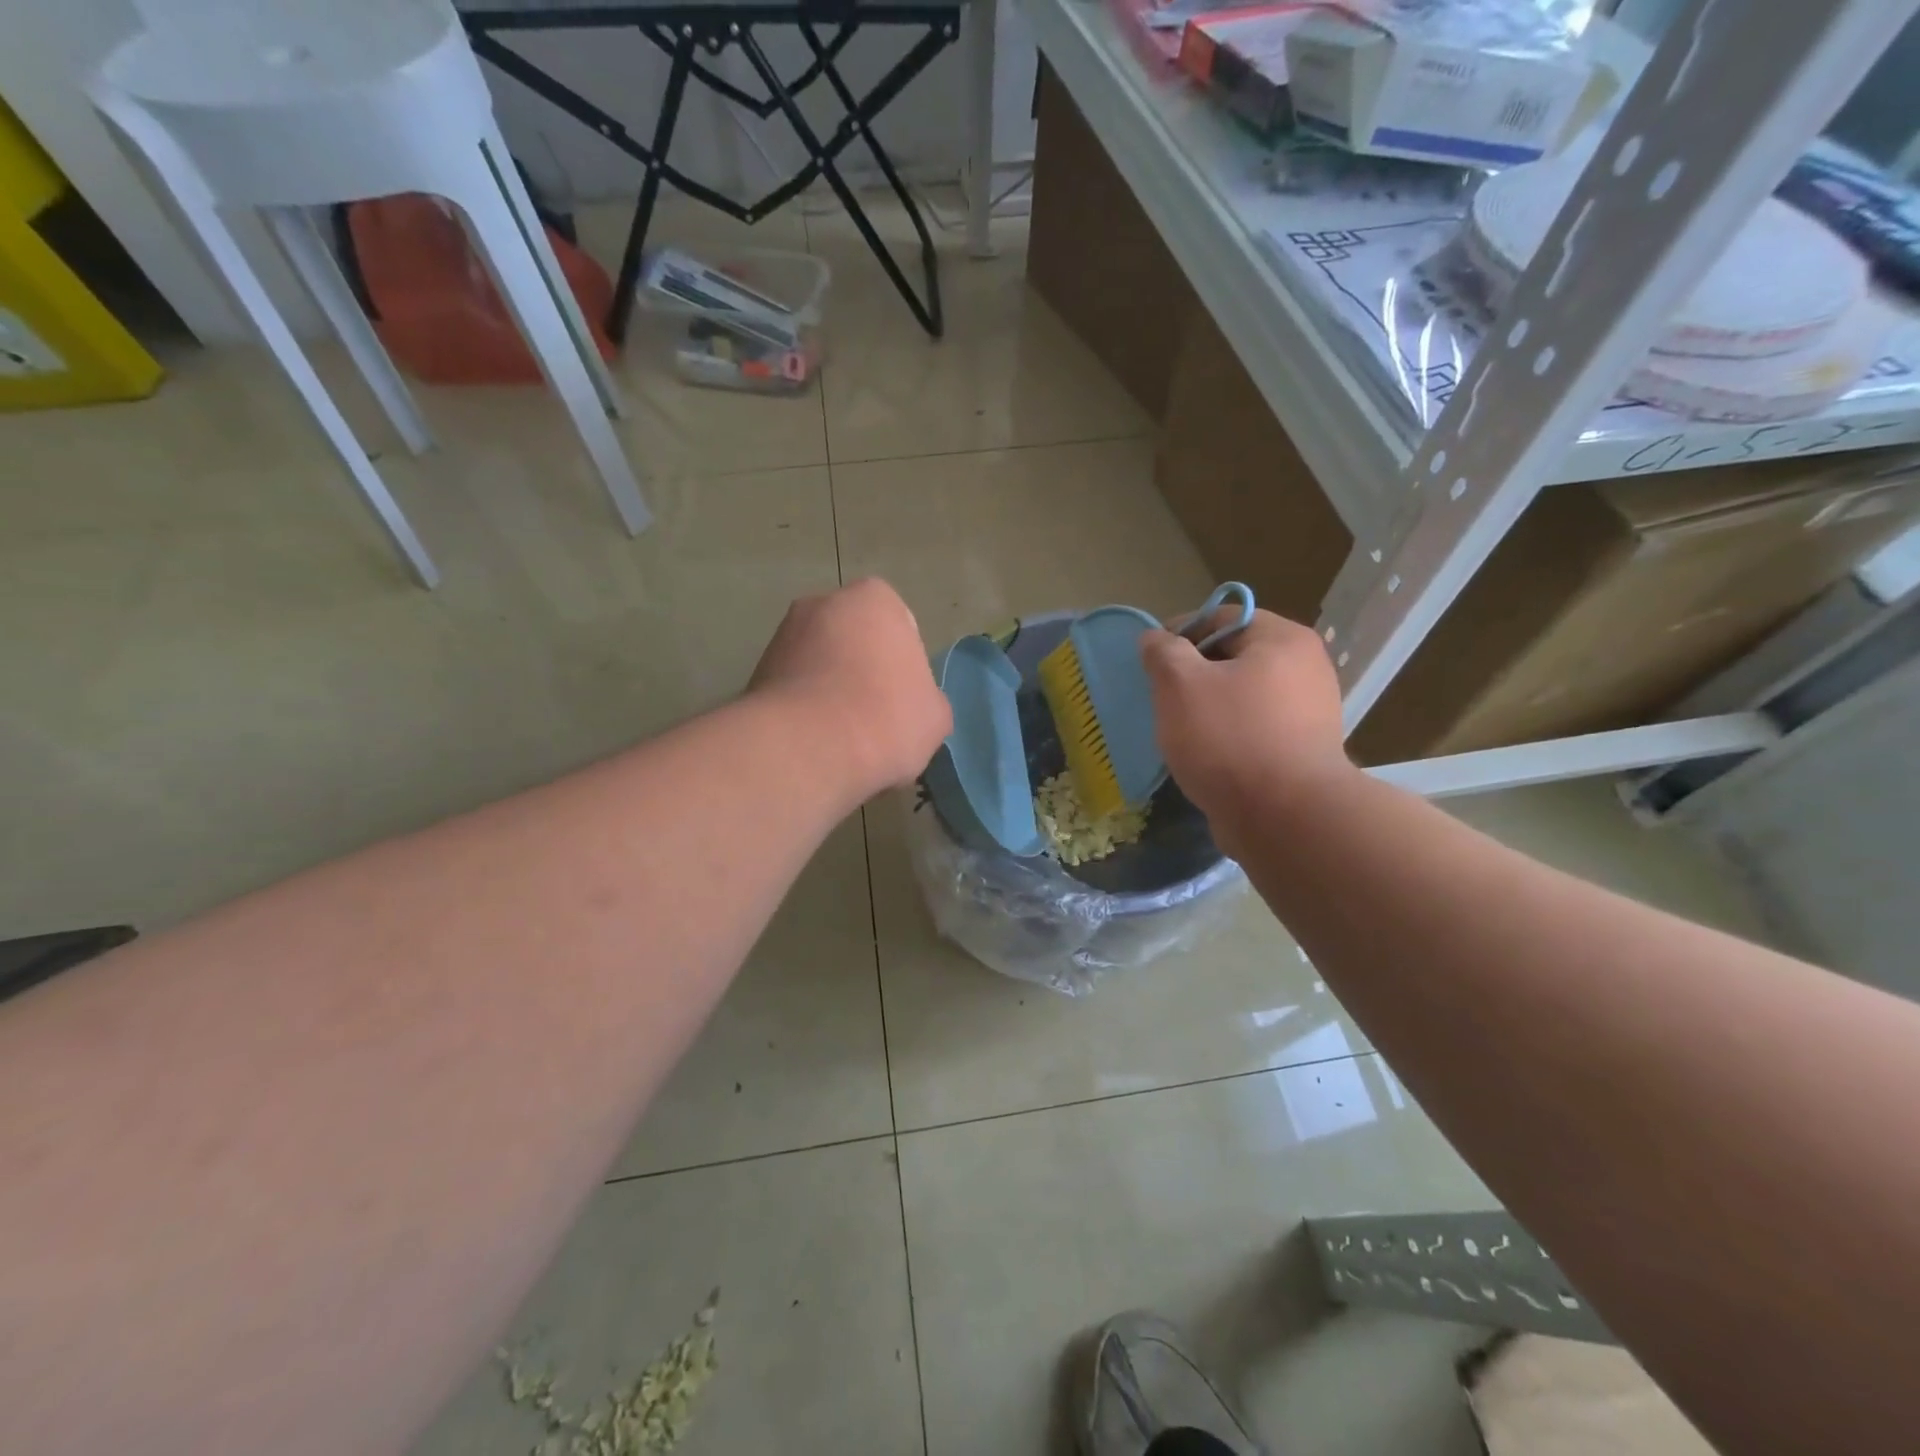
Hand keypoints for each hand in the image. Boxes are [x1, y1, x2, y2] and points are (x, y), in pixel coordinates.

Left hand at [749, 578, 951, 797]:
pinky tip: (815, 745)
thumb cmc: (886, 717)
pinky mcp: (754, 674)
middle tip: (876, 717)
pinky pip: (792, 691)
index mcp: (874, 599)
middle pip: (854, 641)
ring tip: (843, 739)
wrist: (807, 749)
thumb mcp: (935, 716)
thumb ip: (926, 700)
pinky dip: (803, 712)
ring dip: (830, 692)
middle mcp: (821, 603)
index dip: (905, 665)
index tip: (904, 700)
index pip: (899, 626)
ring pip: (819, 666)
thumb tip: (912, 709)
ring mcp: (781, 637)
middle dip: (862, 672)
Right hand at [1139, 608, 1350, 823]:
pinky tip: (1208, 755)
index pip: (1222, 617)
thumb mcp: (1180, 685)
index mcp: (1282, 639)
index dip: (1180, 632)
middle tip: (1163, 699)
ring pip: (1244, 695)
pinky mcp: (1305, 749)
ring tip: (1181, 731)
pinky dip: (1230, 734)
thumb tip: (1156, 638)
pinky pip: (1257, 727)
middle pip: (1235, 656)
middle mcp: (1306, 667)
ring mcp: (1311, 711)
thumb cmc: (1229, 739)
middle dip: (1194, 673)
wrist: (1285, 818)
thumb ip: (1163, 653)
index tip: (1151, 661)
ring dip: (1210, 706)